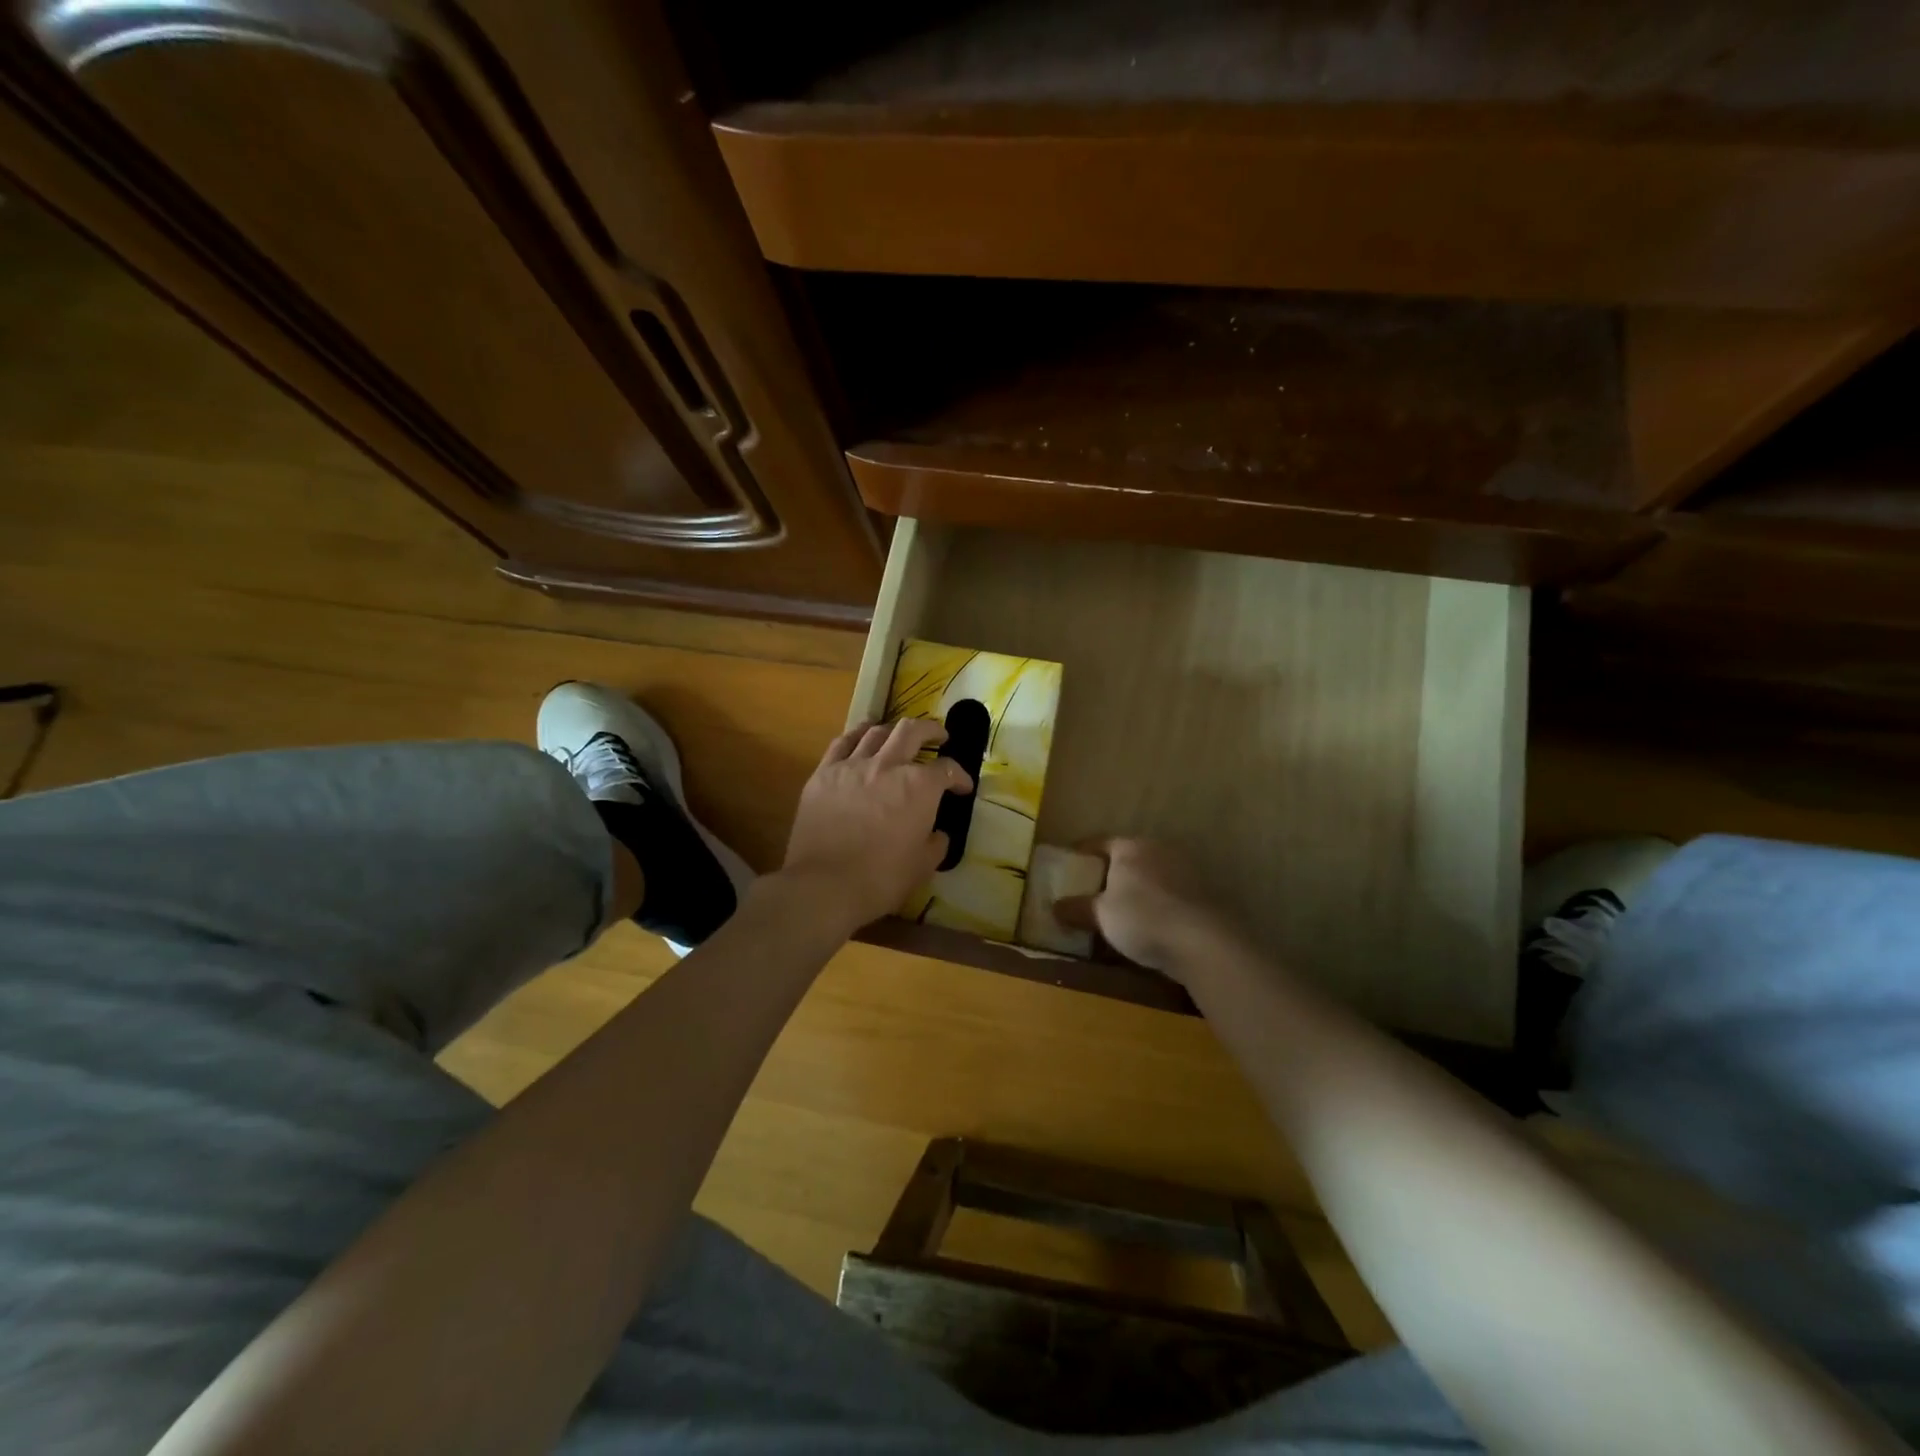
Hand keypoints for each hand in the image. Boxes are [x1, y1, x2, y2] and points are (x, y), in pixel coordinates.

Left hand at [781, 719, 971, 933]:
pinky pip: (842, 743)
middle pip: (912, 732)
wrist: (824, 884)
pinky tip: (862, 735)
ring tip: (898, 734)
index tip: (963, 786)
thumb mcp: (923, 866)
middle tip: (939, 736)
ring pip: (876, 732)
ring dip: (893, 730)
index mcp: (920, 786)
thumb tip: (937, 833)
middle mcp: (888, 765)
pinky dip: (857, 734)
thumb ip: (936, 843)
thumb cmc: (882, 878)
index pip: (947, 770)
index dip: (960, 776)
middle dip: (931, 730)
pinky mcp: (824, 773)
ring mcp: (853, 765)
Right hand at [1056, 838, 1233, 981]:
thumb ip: (1077, 908)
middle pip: (1129, 857)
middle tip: (1094, 889)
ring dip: (1138, 888)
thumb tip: (1054, 906)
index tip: (1070, 863)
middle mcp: (1159, 849)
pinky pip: (1171, 893)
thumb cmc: (1142, 918)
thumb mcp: (1100, 915)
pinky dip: (1159, 903)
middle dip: (1112, 872)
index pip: (1100, 842)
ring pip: (1152, 874)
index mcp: (1131, 847)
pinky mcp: (1205, 893)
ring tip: (1124, 910)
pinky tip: (1152, 923)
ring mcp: (1186, 870)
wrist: (1202, 942)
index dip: (1082, 852)